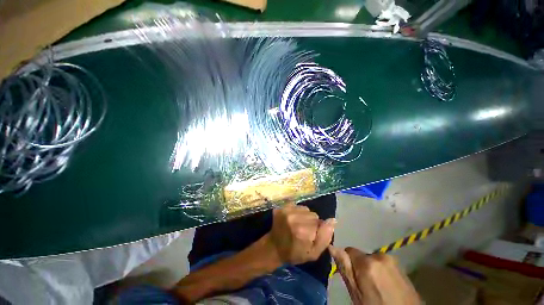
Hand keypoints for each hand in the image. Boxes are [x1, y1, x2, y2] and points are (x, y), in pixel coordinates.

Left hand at [267, 203, 335, 264]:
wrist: (274, 247)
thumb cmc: (294, 253)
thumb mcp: (313, 253)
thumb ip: (325, 238)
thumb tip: (333, 220)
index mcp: (303, 232)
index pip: (320, 223)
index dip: (317, 230)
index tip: (310, 236)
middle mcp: (294, 218)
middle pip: (313, 214)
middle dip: (312, 222)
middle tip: (303, 231)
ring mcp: (286, 211)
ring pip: (306, 209)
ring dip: (305, 216)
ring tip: (298, 224)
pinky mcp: (282, 207)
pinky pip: (297, 205)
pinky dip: (297, 211)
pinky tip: (292, 219)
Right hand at [329, 246, 420, 304]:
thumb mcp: (357, 295)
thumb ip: (345, 269)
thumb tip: (332, 247)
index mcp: (367, 263)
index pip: (348, 250)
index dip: (347, 262)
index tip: (351, 277)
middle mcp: (380, 256)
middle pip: (361, 255)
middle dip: (359, 266)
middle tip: (364, 286)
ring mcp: (393, 260)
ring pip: (372, 259)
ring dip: (371, 269)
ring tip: (376, 287)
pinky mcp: (401, 266)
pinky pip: (383, 264)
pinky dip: (381, 271)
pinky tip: (386, 286)